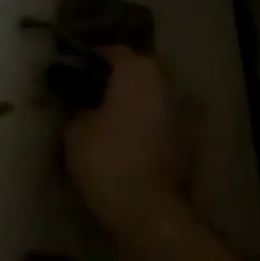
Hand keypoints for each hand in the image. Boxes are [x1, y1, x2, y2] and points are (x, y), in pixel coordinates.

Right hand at [63, 47, 190, 235]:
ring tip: (106, 112)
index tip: (72, 67)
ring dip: (133, 99)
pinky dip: (145, 121)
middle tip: (89, 88)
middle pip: (140, 69)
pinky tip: (125, 135)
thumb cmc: (107, 159)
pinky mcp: (188, 140)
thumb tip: (87, 104)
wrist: (149, 209)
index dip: (91, 57)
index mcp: (138, 72)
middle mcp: (166, 84)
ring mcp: (183, 112)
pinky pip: (161, 119)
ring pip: (153, 94)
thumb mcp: (75, 129)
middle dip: (117, 76)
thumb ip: (80, 106)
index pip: (113, 51)